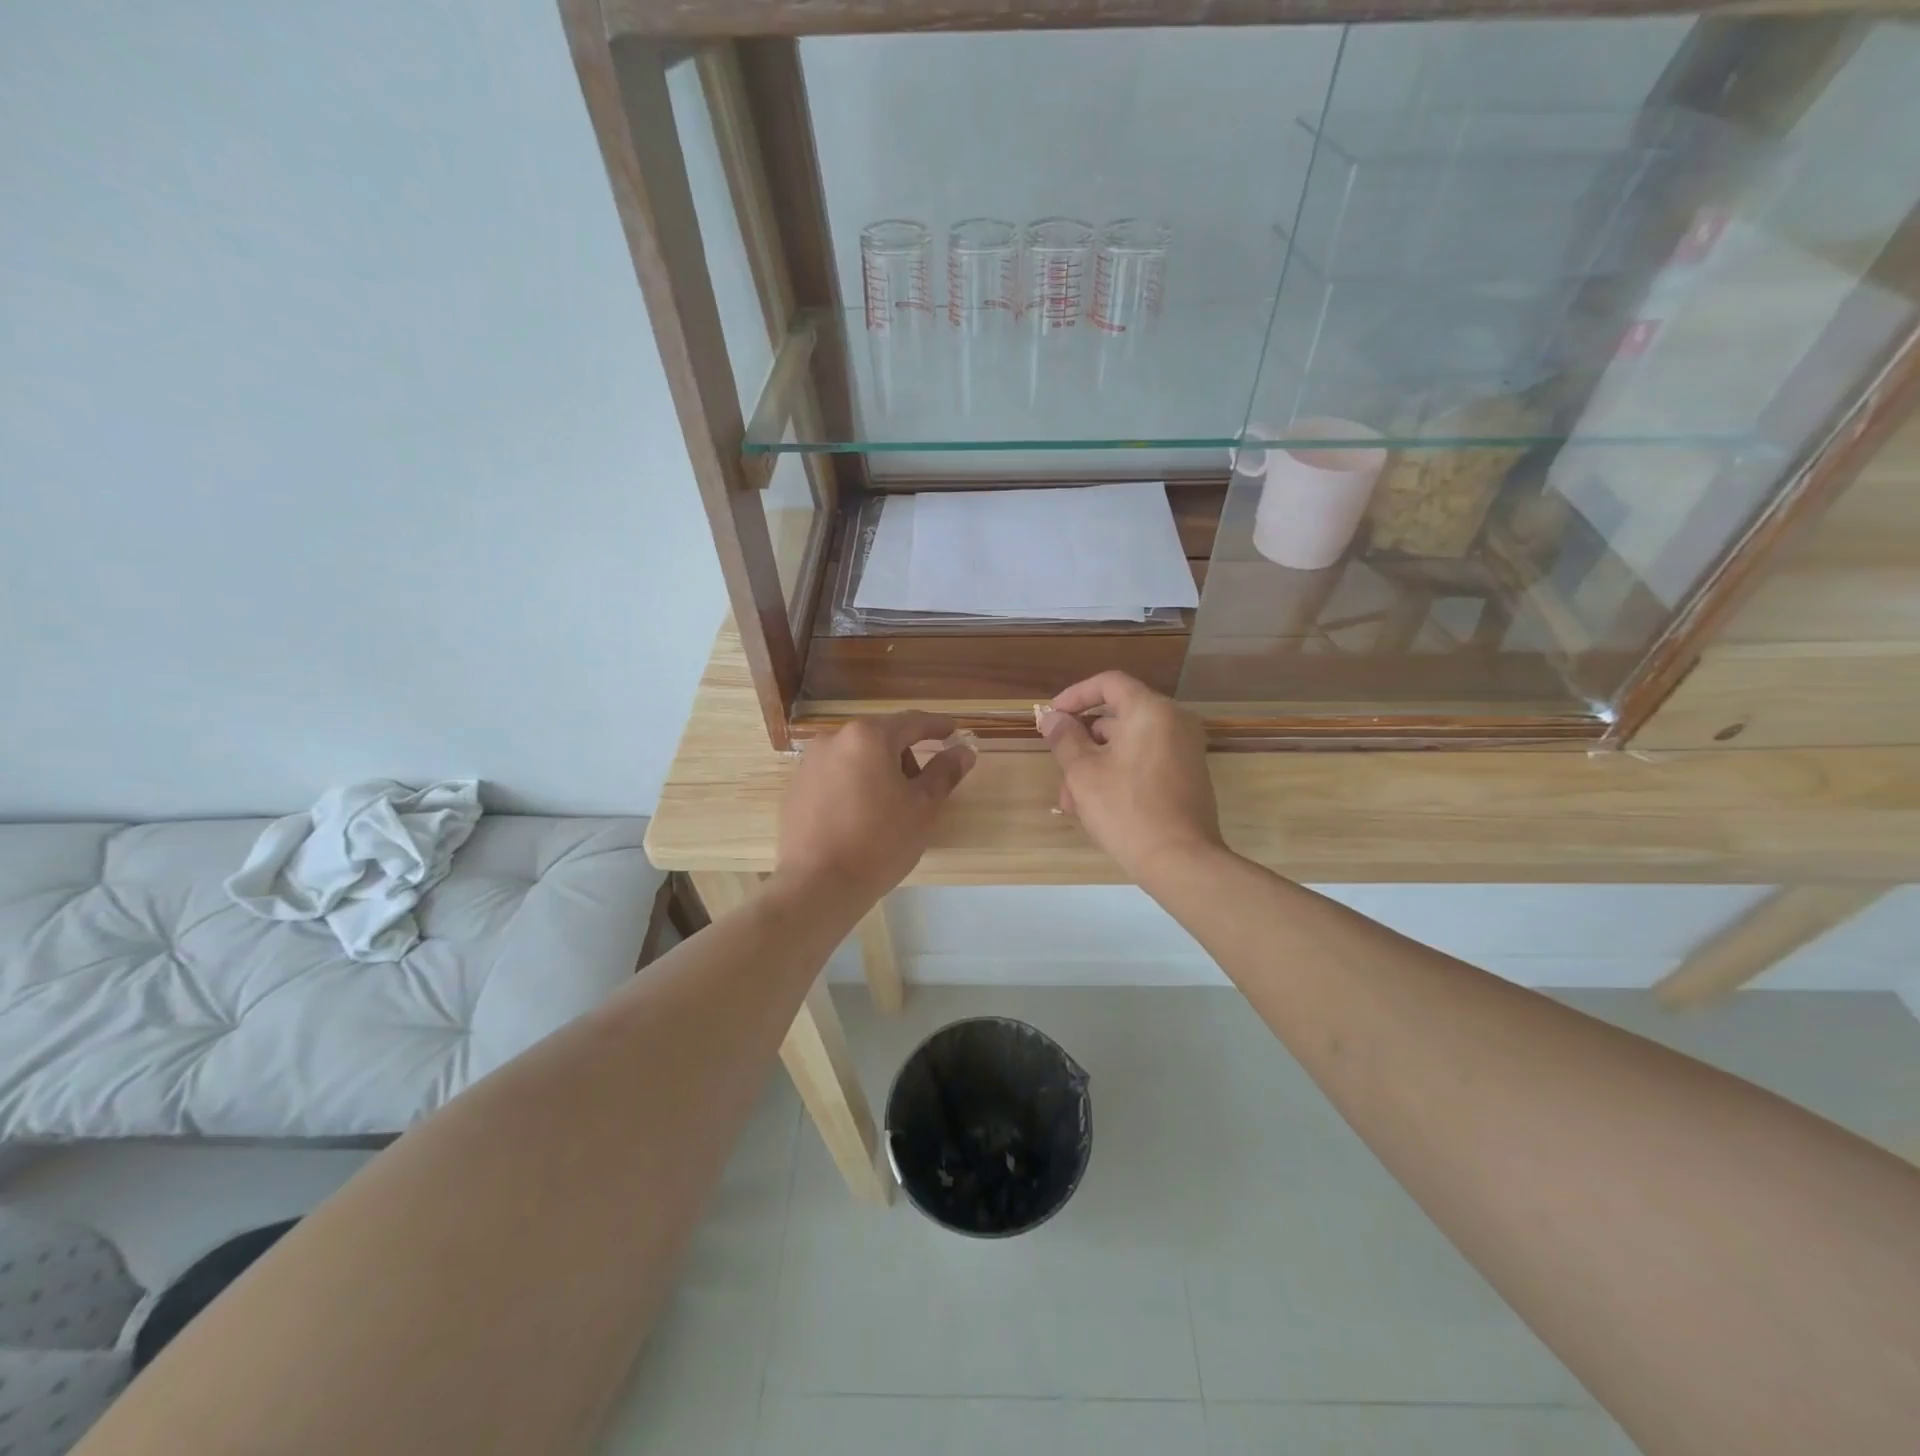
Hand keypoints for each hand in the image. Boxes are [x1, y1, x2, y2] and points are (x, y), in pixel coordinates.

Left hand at [776, 712, 975, 909]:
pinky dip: (855, 786)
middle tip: (923, 788)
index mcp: (868, 736)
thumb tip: (963, 751)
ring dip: (880, 771)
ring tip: (890, 809)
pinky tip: (861, 818)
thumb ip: (944, 772)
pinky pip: (836, 776)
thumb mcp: (922, 807)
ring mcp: (810, 763)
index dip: (937, 726)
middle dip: (906, 756)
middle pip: (882, 738)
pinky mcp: (796, 788)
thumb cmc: (879, 842)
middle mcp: (834, 739)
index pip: (912, 722)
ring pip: (857, 757)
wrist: (817, 885)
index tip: (954, 731)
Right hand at [1038, 672, 1223, 885]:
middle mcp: (1175, 722)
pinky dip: (1118, 775)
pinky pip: (1145, 762)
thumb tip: (1052, 718)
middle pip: (1118, 717)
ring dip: (1095, 765)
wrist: (1180, 860)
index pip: (1109, 683)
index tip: (1052, 717)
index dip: (1075, 696)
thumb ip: (1064, 738)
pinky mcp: (1187, 776)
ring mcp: (1185, 750)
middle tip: (1058, 767)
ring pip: (1128, 745)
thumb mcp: (1083, 772)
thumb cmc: (1126, 809)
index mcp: (1151, 711)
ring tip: (1070, 802)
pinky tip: (1095, 808)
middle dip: (1082, 742)